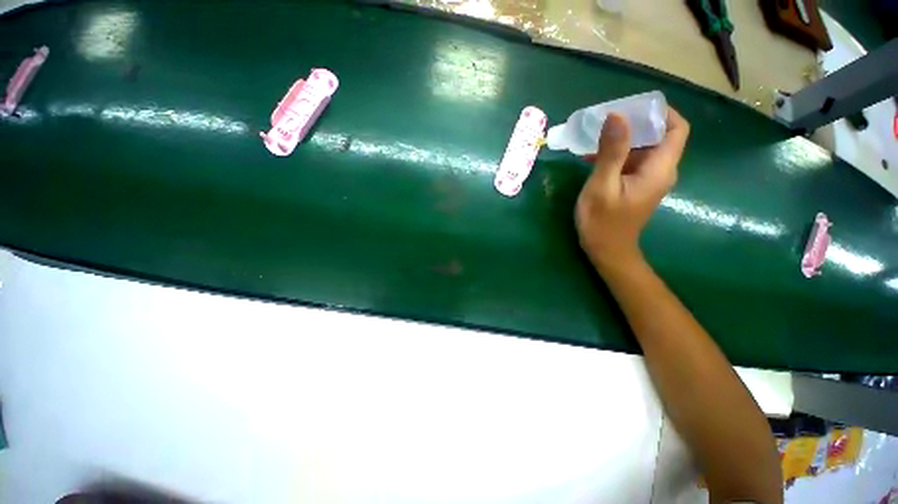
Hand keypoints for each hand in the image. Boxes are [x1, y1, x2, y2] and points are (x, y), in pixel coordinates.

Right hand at [575, 106, 689, 269]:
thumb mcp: (602, 186)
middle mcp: (661, 171)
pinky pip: (633, 162)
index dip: (661, 112)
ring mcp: (649, 180)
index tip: (633, 106)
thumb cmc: (602, 222)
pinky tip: (594, 156)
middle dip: (636, 123)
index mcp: (659, 169)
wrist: (606, 251)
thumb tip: (617, 116)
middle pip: (659, 136)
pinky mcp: (637, 186)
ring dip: (623, 139)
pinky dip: (617, 154)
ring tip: (596, 135)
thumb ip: (611, 152)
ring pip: (644, 149)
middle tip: (607, 119)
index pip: (676, 128)